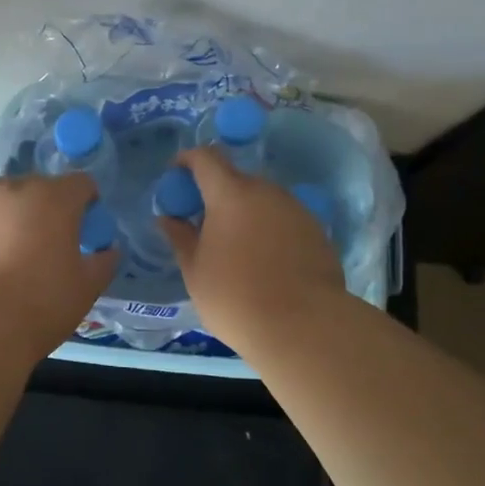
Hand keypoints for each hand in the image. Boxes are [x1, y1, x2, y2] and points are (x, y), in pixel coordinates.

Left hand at [0, 173, 118, 355]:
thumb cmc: (43, 305)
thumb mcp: (87, 288)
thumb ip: (104, 262)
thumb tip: (109, 250)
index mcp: (57, 199)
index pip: (81, 183)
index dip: (86, 203)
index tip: (84, 230)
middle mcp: (17, 187)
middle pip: (39, 185)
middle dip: (47, 207)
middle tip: (46, 244)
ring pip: (0, 189)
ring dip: (10, 207)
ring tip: (6, 242)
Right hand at [157, 148, 342, 356]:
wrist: (304, 328)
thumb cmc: (235, 297)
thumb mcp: (195, 271)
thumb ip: (180, 238)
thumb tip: (168, 219)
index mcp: (231, 194)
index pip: (206, 157)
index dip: (188, 160)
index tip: (176, 175)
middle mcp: (266, 192)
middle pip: (236, 179)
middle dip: (216, 193)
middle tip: (203, 222)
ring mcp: (296, 210)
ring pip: (262, 200)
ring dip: (245, 212)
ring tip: (235, 246)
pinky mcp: (317, 231)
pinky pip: (283, 219)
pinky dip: (268, 229)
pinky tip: (264, 262)